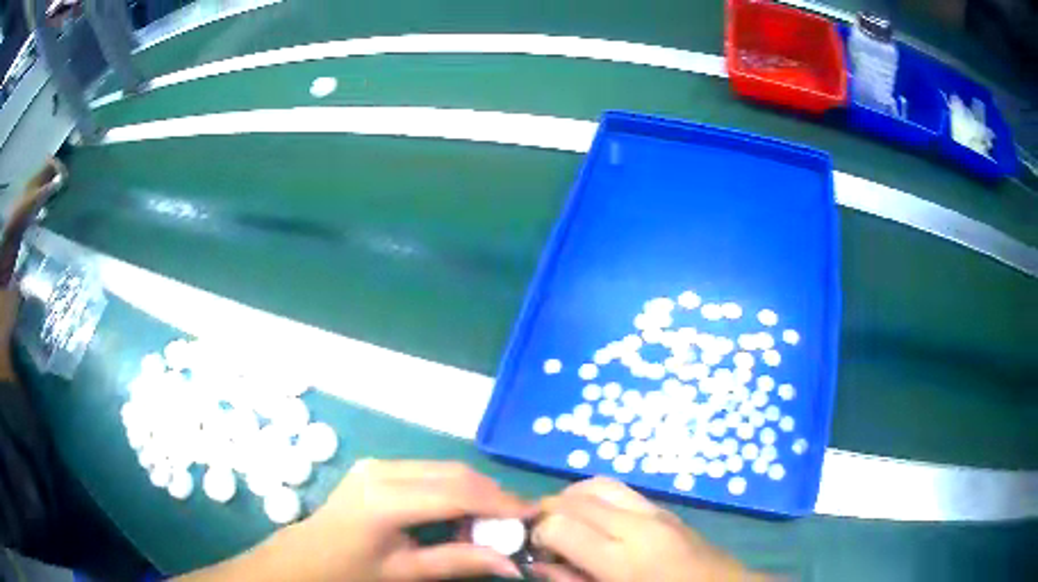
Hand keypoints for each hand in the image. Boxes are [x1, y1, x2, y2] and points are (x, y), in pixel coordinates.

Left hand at [288, 459, 532, 580]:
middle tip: (519, 520)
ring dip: (473, 490)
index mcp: (385, 500)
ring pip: (443, 468)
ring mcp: (378, 464)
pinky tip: (458, 513)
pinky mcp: (377, 466)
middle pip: (453, 474)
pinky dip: (452, 488)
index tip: (535, 514)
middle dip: (492, 494)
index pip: (456, 494)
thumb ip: (459, 563)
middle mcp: (383, 471)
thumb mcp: (405, 573)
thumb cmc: (351, 570)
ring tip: (490, 522)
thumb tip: (513, 563)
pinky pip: (427, 471)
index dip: (500, 502)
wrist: (306, 556)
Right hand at [530, 478, 761, 581]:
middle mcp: (639, 526)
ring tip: (565, 524)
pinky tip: (596, 522)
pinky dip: (596, 499)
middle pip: (575, 498)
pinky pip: (621, 490)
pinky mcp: (667, 509)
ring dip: (571, 499)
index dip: (537, 535)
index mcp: (624, 560)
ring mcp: (657, 512)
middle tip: (540, 535)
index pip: (560, 525)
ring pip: (598, 484)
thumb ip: (570, 581)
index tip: (533, 550)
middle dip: (548, 512)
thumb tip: (539, 562)